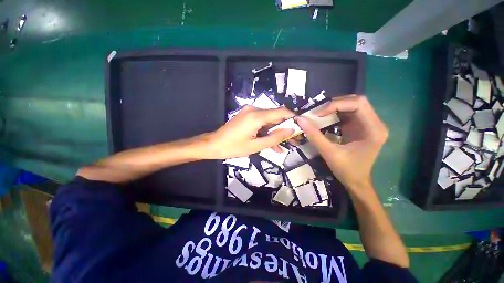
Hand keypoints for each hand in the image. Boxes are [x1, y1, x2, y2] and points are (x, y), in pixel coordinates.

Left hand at [205, 106, 294, 158]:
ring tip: (283, 145)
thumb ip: (274, 138)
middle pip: (275, 116)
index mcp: (256, 116)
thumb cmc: (233, 147)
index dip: (292, 118)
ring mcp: (249, 112)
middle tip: (293, 140)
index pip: (281, 112)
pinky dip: (266, 131)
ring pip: (268, 121)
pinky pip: (261, 122)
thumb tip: (290, 130)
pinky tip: (272, 143)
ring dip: (275, 132)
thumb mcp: (256, 146)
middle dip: (284, 128)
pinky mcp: (246, 116)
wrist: (213, 144)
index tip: (300, 126)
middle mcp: (254, 110)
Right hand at [295, 95, 387, 189]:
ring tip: (320, 113)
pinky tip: (326, 118)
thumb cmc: (346, 170)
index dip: (336, 105)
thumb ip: (314, 135)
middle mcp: (375, 123)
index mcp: (373, 130)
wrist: (356, 182)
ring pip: (352, 105)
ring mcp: (369, 124)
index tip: (318, 114)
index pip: (358, 104)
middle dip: (336, 104)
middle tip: (318, 112)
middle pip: (357, 102)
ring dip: (335, 107)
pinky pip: (349, 113)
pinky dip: (336, 113)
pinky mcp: (361, 126)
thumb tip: (300, 119)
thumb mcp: (328, 152)